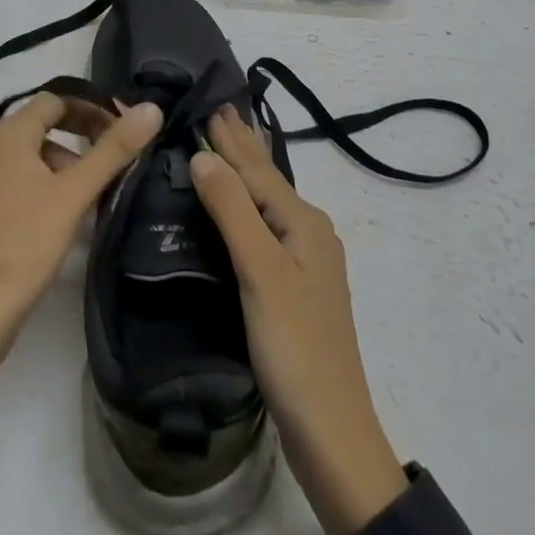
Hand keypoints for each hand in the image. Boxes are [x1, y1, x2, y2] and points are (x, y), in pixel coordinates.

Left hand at [0, 93, 161, 392]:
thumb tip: (151, 109)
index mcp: (8, 134)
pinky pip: (16, 176)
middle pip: (42, 124)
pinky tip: (62, 212)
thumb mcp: (76, 193)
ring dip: (63, 161)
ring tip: (91, 190)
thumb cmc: (27, 242)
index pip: (56, 100)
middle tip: (112, 156)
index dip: (91, 109)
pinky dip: (42, 181)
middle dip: (80, 134)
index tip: (120, 130)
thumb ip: (114, 149)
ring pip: (30, 153)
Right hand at [189, 107, 407, 534]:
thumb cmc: (294, 346)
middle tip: (219, 108)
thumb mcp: (261, 271)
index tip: (209, 103)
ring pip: (268, 201)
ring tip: (227, 143)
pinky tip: (241, 207)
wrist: (331, 430)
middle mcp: (309, 232)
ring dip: (245, 170)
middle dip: (242, 144)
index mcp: (304, 222)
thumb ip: (233, 210)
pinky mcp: (296, 286)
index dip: (231, 138)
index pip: (257, 168)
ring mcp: (306, 261)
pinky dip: (248, 203)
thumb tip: (203, 156)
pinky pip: (266, 225)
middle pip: (268, 178)